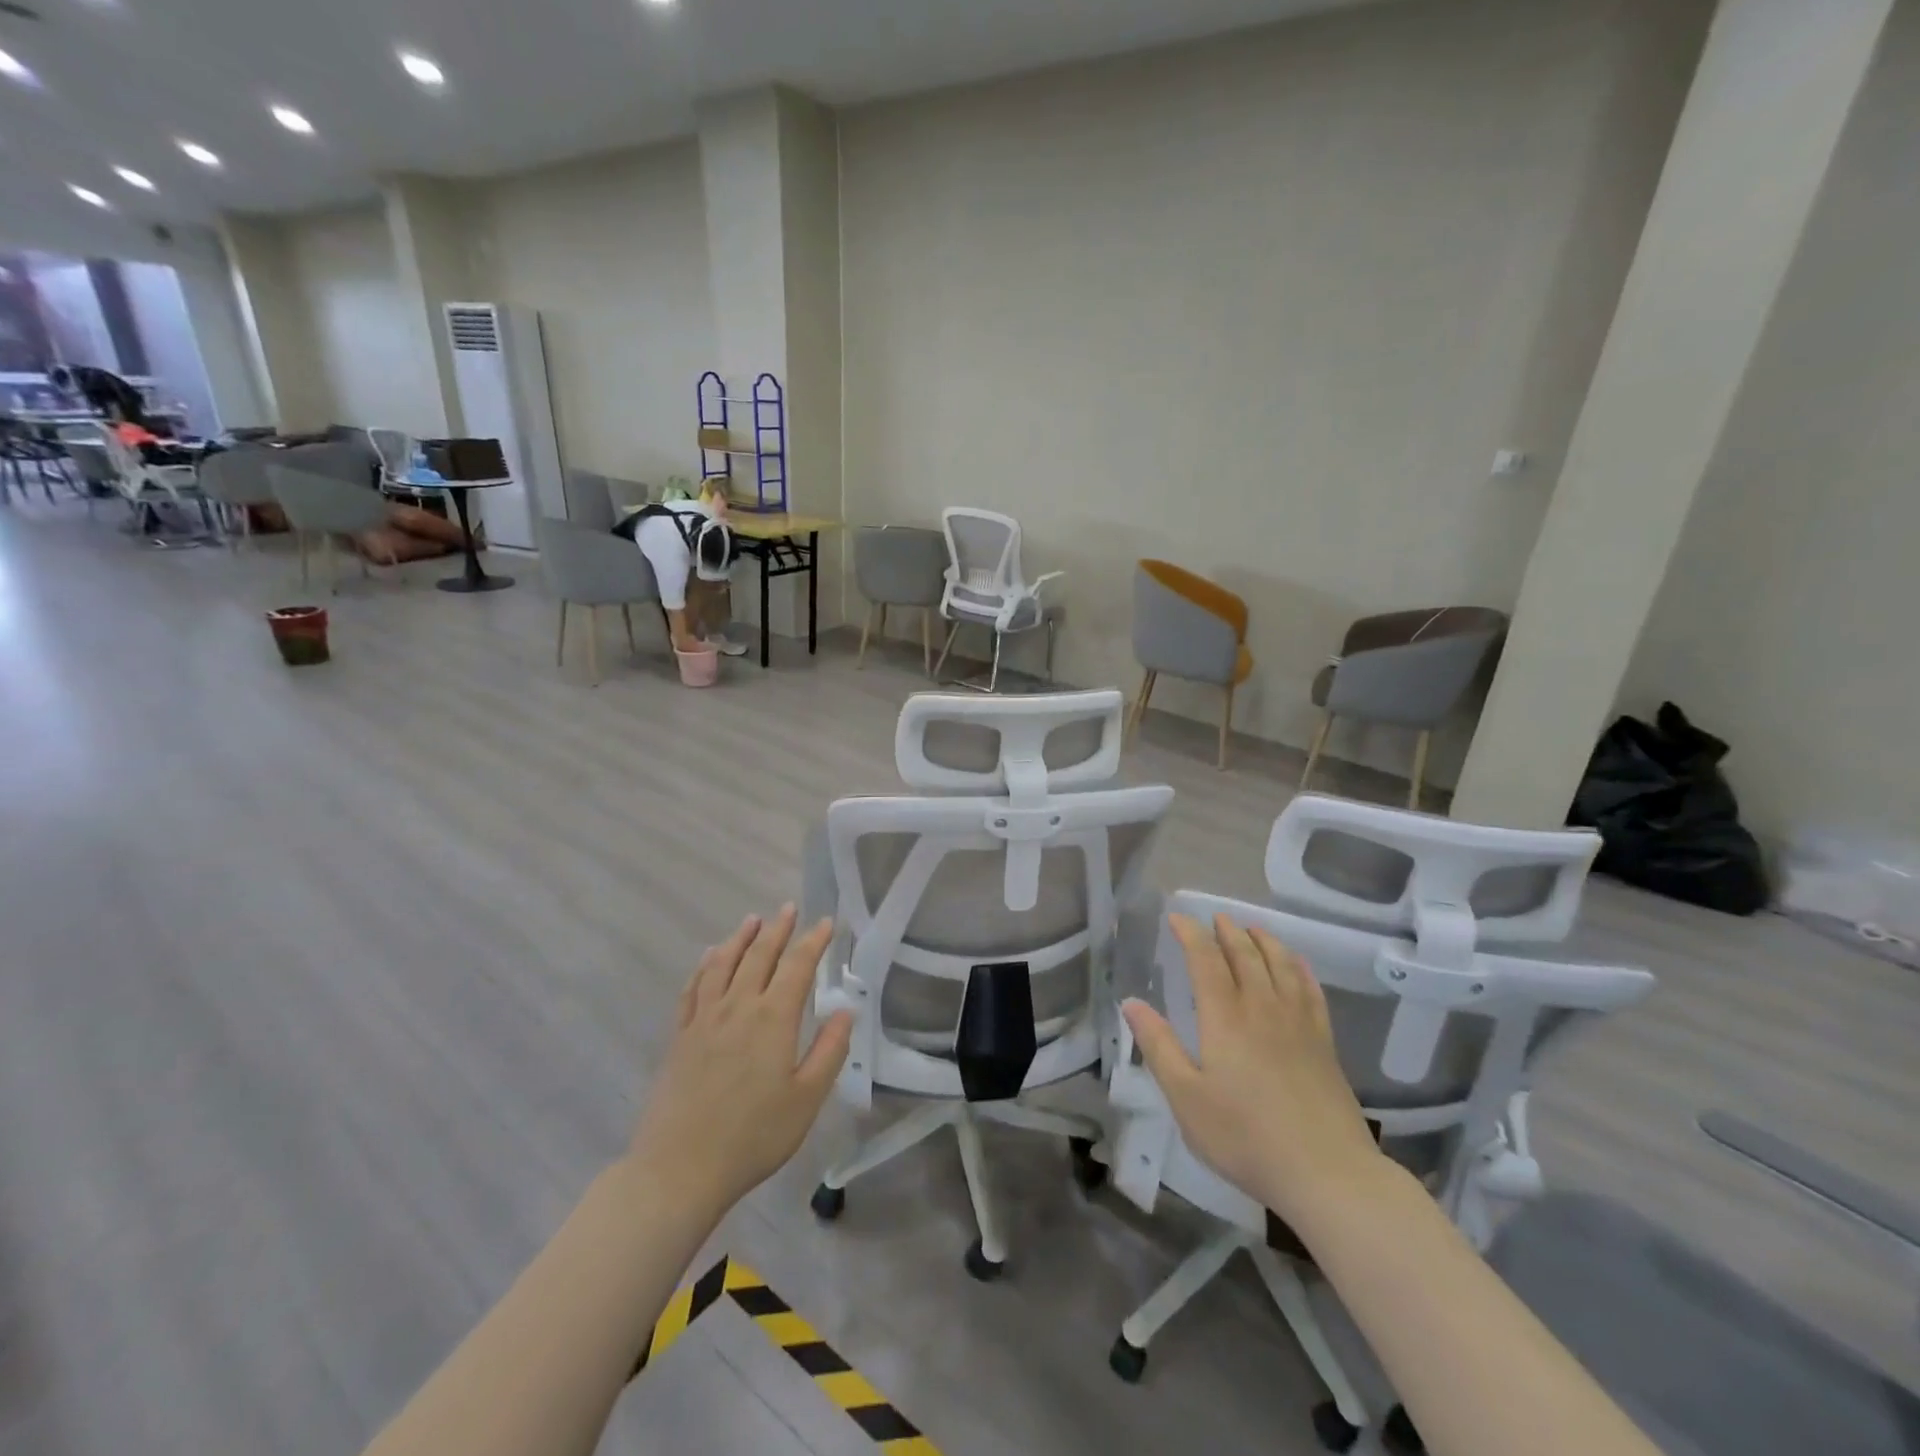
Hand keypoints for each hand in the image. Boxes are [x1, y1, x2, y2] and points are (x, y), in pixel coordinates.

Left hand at [627, 905, 851, 1215]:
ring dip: (740, 938)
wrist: (679, 1169)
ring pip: (723, 964)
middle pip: (759, 955)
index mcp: (773, 1018)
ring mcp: (704, 1019)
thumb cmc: (753, 1136)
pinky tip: (709, 957)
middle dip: (778, 929)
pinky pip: (693, 988)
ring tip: (752, 919)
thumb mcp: (806, 1099)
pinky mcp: (680, 1036)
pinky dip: (704, 966)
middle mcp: (738, 1006)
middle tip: (789, 908)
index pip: (798, 966)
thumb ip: (829, 1050)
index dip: (813, 941)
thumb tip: (846, 1010)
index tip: (825, 922)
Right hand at [1122, 913, 1386, 1224]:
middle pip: (1245, 955)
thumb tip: (1131, 1002)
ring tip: (1251, 929)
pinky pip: (1311, 989)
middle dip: (1227, 931)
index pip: (1205, 960)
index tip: (1177, 917)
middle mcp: (1262, 1007)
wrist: (1327, 1173)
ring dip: (1263, 941)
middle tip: (1215, 917)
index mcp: (1224, 1017)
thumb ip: (1158, 1045)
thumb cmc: (1244, 1137)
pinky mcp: (1324, 1042)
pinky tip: (1295, 963)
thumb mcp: (1186, 1097)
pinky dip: (1299, 967)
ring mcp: (1298, 1023)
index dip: (1190, 933)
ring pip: (1280, 964)